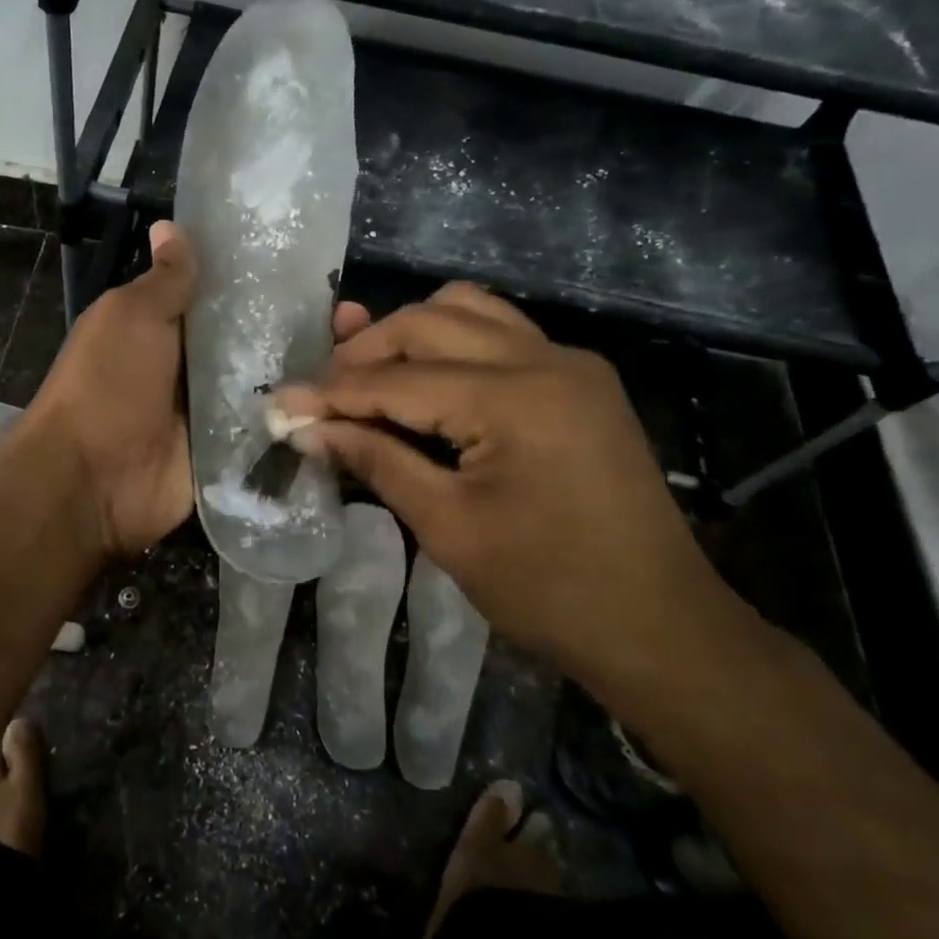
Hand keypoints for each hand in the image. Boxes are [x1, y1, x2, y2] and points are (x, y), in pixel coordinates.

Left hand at [26, 222, 370, 559]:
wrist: (91, 480)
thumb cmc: (107, 383)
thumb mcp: (132, 317)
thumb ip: (165, 280)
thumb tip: (170, 227)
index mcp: (173, 328)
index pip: (233, 297)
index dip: (273, 283)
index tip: (323, 271)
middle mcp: (199, 367)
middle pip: (263, 342)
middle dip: (310, 329)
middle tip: (362, 320)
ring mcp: (219, 414)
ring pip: (276, 387)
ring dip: (318, 374)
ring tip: (371, 359)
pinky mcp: (234, 455)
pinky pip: (275, 434)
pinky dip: (308, 422)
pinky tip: (357, 407)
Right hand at [271, 283, 745, 691]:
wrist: (660, 627)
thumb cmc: (548, 588)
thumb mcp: (447, 526)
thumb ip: (374, 461)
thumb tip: (306, 430)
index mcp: (513, 398)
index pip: (397, 379)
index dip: (330, 393)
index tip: (278, 403)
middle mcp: (545, 359)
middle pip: (428, 323)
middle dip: (364, 352)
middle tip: (321, 394)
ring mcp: (570, 363)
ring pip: (467, 311)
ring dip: (408, 335)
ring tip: (367, 375)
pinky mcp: (579, 381)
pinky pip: (500, 334)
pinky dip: (451, 343)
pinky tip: (425, 379)